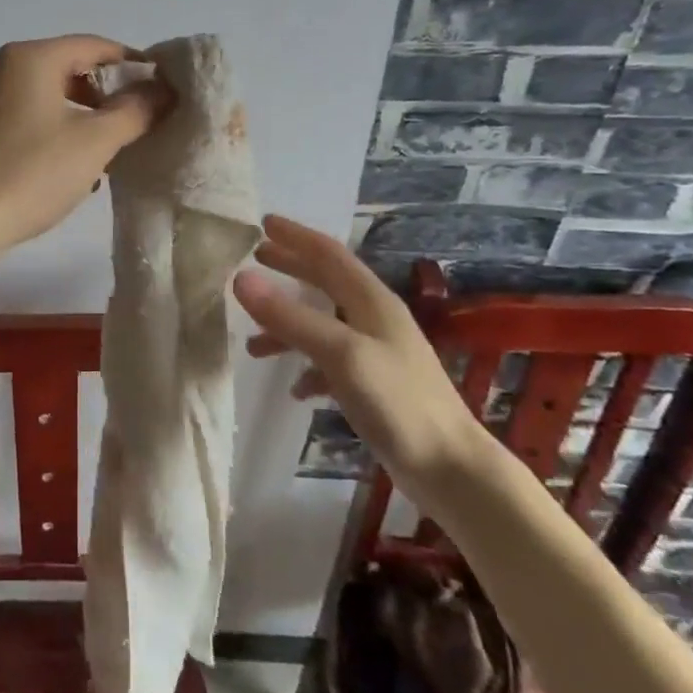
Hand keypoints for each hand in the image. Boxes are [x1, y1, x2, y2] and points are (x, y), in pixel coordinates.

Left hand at [0, 36, 172, 268]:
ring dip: (79, 116)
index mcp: (28, 58)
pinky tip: (66, 164)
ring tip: (104, 150)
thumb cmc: (30, 174)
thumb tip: (163, 90)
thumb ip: (135, 111)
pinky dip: (50, 128)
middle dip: (105, 95)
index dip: (132, 63)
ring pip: (44, 95)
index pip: (94, 46)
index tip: (160, 88)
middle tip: (133, 123)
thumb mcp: (94, 143)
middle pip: (66, 68)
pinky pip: (21, 115)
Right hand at [234, 215, 489, 510]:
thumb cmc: (398, 403)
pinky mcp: (376, 384)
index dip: (296, 236)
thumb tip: (240, 278)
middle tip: (256, 258)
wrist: (452, 470)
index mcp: (371, 301)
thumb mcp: (340, 354)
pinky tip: (295, 389)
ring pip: (324, 324)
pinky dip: (308, 366)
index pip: (328, 254)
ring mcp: (377, 352)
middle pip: (327, 282)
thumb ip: (290, 318)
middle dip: (291, 268)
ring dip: (289, 325)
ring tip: (254, 343)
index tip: (263, 223)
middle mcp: (375, 318)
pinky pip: (331, 362)